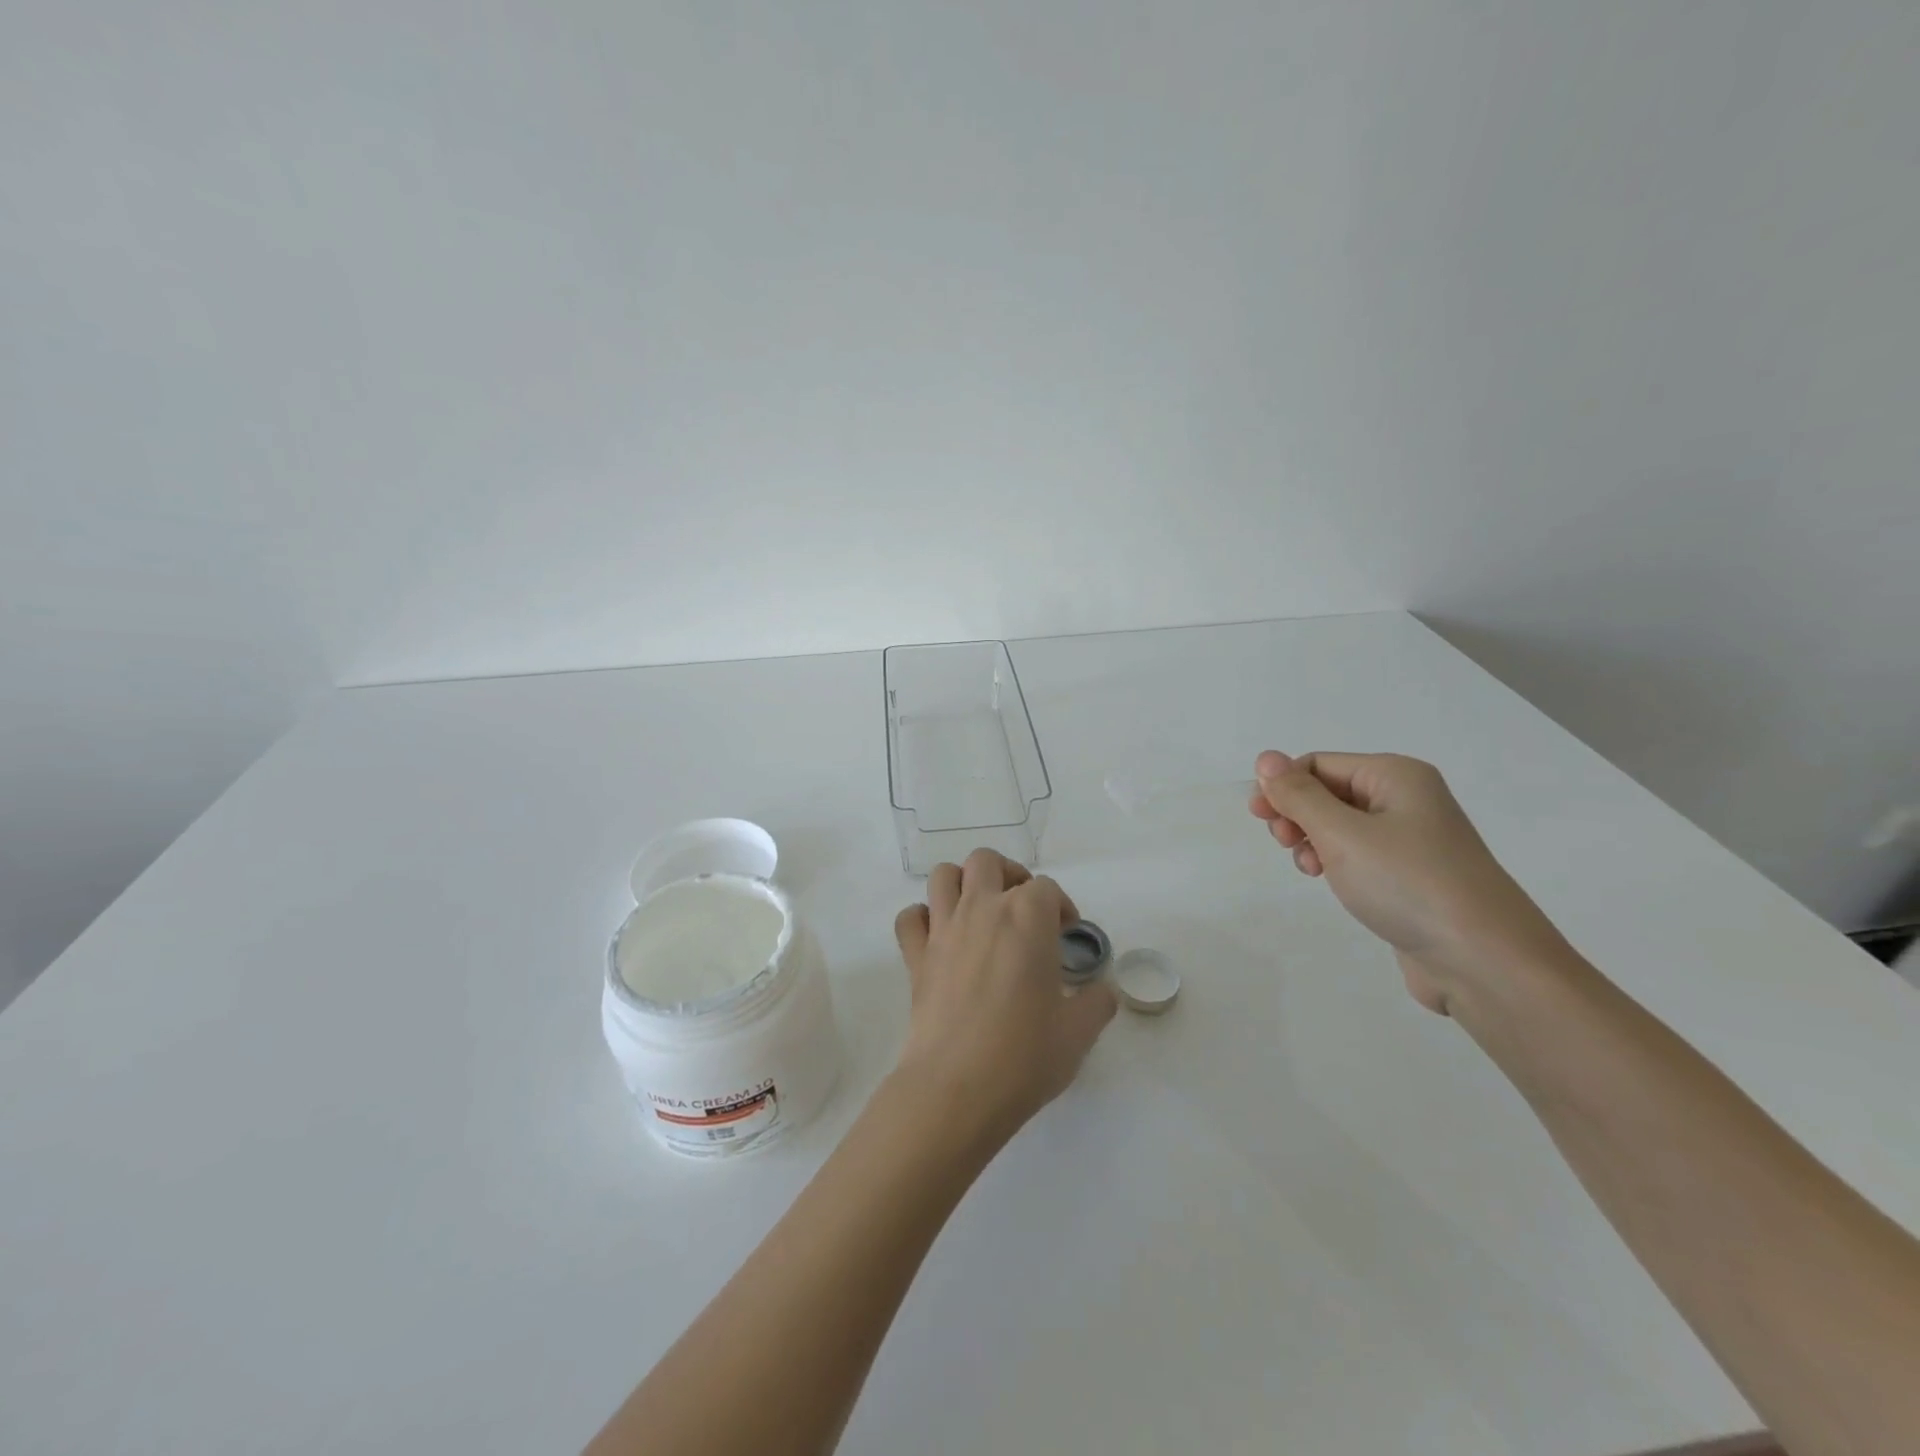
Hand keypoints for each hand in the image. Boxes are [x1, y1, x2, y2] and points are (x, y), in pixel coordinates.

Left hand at [893, 849, 1117, 1143]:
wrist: (957, 1088)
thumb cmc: (1024, 1056)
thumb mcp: (1079, 1032)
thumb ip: (1097, 1002)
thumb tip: (1104, 991)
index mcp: (1027, 917)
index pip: (1046, 888)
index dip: (1061, 907)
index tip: (1067, 934)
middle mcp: (982, 909)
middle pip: (988, 862)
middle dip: (1008, 875)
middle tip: (1023, 909)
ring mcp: (943, 929)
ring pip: (944, 875)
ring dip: (962, 883)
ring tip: (980, 912)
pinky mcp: (915, 956)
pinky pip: (910, 918)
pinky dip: (922, 918)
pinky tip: (940, 938)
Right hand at [1248, 750, 1567, 1013]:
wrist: (1485, 962)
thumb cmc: (1408, 884)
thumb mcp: (1342, 834)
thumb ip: (1298, 795)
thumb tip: (1265, 758)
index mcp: (1396, 776)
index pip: (1320, 764)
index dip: (1283, 785)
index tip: (1259, 818)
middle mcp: (1407, 799)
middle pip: (1330, 791)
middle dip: (1297, 813)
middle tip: (1282, 843)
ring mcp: (1413, 840)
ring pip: (1341, 825)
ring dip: (1313, 840)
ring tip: (1310, 868)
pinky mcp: (1412, 876)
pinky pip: (1360, 854)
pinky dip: (1336, 862)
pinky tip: (1330, 882)